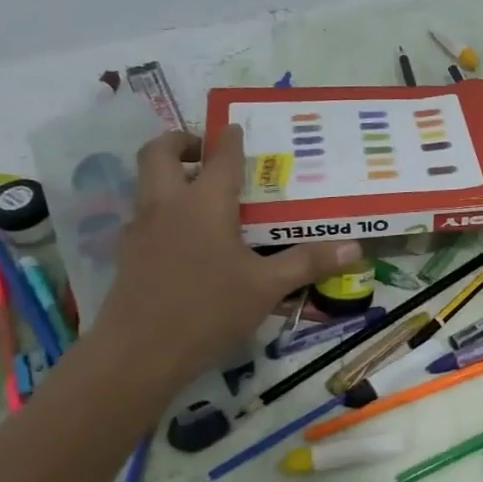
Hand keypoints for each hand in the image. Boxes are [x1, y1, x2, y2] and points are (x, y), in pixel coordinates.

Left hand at [94, 127, 360, 392]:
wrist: (139, 353)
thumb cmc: (208, 310)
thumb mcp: (267, 287)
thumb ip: (308, 263)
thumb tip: (355, 247)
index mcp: (204, 204)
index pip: (220, 159)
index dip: (231, 141)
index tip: (237, 128)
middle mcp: (167, 205)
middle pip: (158, 153)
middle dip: (180, 141)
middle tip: (204, 150)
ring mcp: (140, 229)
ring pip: (145, 182)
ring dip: (168, 174)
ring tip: (200, 192)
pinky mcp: (127, 254)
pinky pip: (144, 215)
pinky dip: (163, 210)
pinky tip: (185, 238)